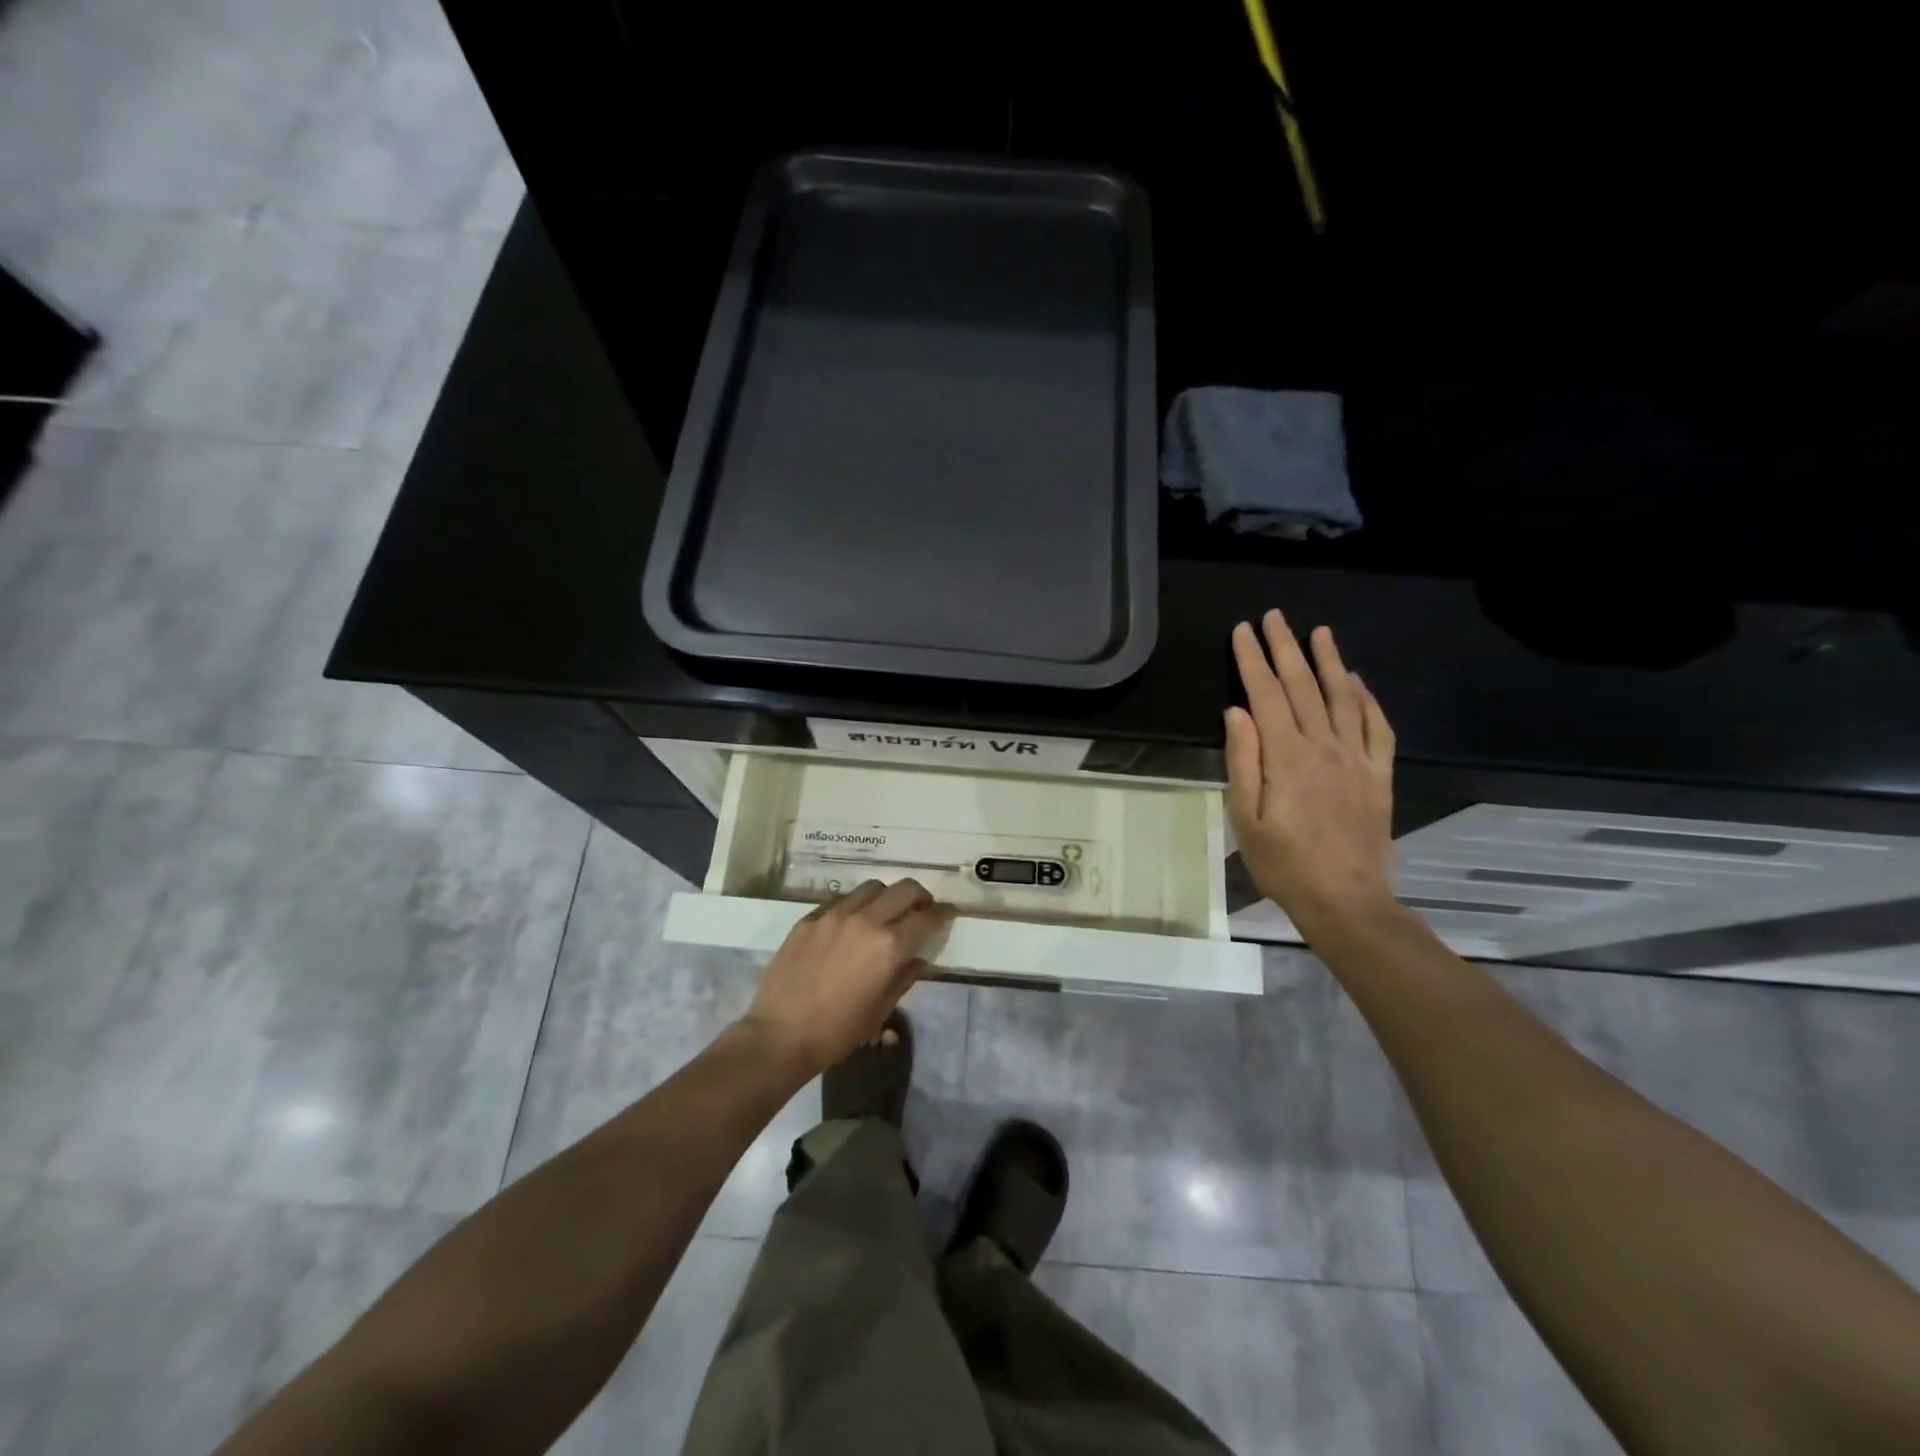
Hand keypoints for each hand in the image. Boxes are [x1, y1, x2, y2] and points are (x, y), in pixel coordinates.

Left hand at [739, 879, 955, 1078]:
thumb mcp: (881, 1010)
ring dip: (887, 896)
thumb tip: (920, 959)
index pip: (927, 918)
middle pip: (904, 889)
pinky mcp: (810, 917)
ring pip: (872, 887)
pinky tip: (851, 922)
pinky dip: (855, 904)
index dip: (943, 914)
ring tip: (885, 912)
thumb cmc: (838, 1031)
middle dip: (920, 896)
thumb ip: (905, 977)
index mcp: (889, 946)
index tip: (949, 913)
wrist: (781, 1035)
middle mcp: (866, 921)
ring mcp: (835, 915)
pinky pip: (841, 899)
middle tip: (921, 909)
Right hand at [1226, 610, 1397, 939]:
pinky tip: (1358, 682)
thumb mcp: (1246, 817)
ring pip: (1343, 698)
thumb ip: (1242, 761)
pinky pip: (1377, 728)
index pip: (1266, 695)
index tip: (1242, 631)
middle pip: (1303, 687)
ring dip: (1329, 662)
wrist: (1346, 900)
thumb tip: (1237, 712)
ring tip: (1320, 632)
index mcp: (1287, 757)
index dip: (1252, 660)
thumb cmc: (1283, 864)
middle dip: (1286, 648)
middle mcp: (1325, 747)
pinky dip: (1368, 699)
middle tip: (1275, 617)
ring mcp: (1357, 760)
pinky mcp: (1379, 776)